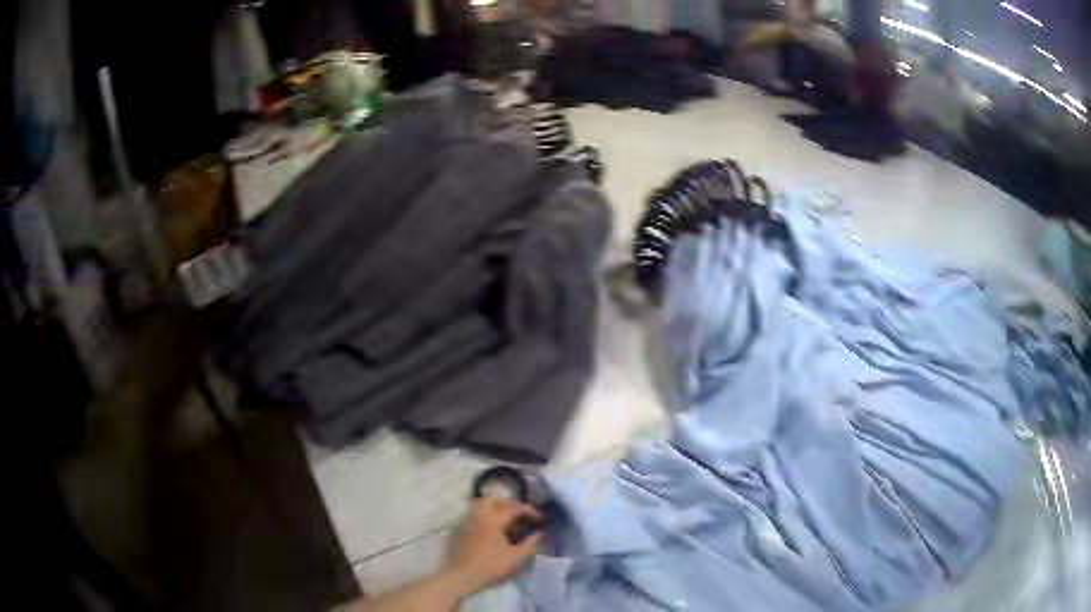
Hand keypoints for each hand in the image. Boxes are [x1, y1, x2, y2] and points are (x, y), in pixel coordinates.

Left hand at [443, 497, 542, 596]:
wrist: (462, 575)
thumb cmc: (490, 566)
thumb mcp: (515, 557)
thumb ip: (530, 544)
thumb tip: (539, 534)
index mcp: (494, 519)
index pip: (514, 508)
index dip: (529, 511)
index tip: (539, 519)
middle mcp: (479, 514)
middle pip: (494, 499)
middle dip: (509, 504)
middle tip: (520, 515)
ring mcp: (467, 520)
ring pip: (481, 504)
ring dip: (495, 507)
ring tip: (506, 520)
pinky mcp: (460, 528)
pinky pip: (473, 514)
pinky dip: (485, 515)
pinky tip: (491, 528)